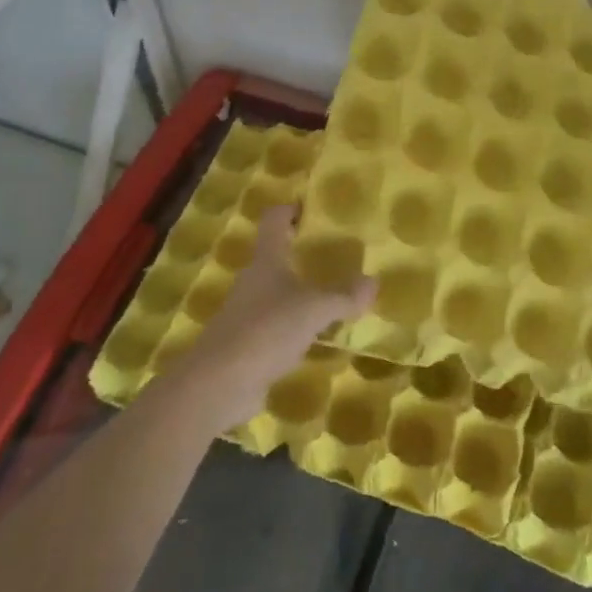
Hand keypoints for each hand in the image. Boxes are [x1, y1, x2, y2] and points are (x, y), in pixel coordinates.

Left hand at [167, 206, 375, 429]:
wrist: (218, 384)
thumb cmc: (266, 330)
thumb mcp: (314, 310)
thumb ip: (344, 296)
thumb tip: (373, 281)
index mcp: (266, 261)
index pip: (274, 220)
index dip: (290, 209)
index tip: (312, 208)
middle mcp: (253, 281)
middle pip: (276, 256)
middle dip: (301, 252)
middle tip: (335, 254)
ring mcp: (247, 313)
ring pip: (277, 293)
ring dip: (300, 292)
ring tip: (333, 296)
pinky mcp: (247, 344)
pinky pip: (276, 326)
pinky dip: (295, 326)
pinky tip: (316, 337)